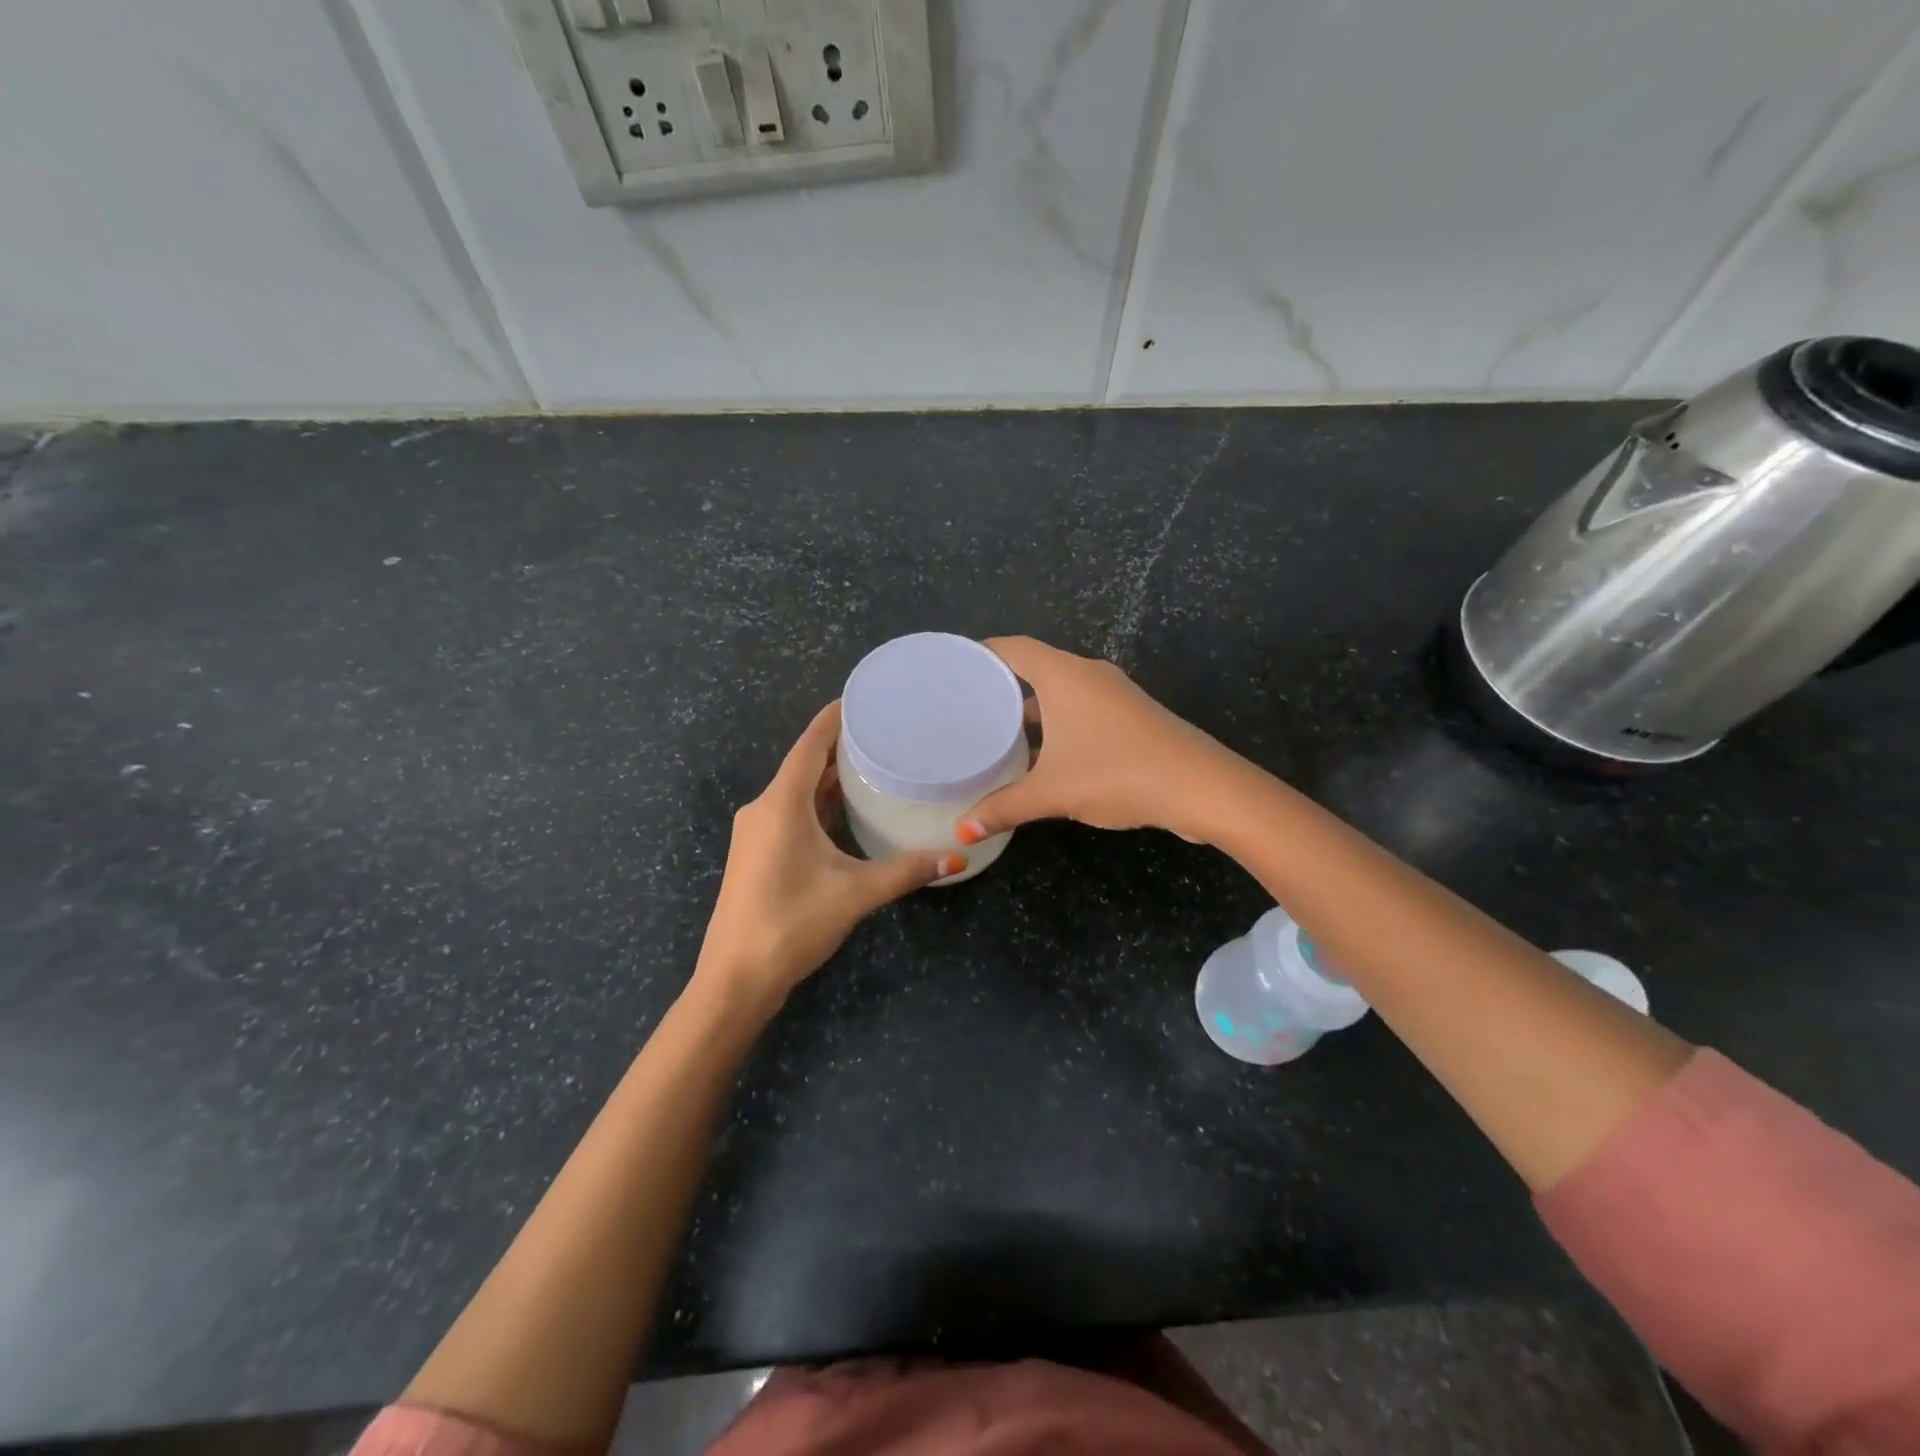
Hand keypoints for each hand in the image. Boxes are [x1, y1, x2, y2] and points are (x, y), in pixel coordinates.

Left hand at [695, 702, 961, 1009]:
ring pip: (797, 790)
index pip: (810, 744)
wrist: (735, 979)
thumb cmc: (791, 924)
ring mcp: (756, 832)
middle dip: (841, 746)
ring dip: (830, 776)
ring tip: (874, 762)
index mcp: (781, 804)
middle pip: (804, 763)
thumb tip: (957, 857)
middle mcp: (763, 808)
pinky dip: (819, 802)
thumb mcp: (855, 894)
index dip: (836, 718)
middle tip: (885, 731)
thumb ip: (906, 871)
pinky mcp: (757, 853)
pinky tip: (847, 807)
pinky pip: (792, 811)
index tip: (865, 698)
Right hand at [956, 637, 1243, 843]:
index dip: (982, 653)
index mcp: (1064, 676)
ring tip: (995, 734)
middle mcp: (1088, 675)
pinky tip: (1041, 756)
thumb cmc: (1117, 773)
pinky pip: (1081, 709)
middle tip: (966, 707)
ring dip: (1031, 711)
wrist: (1200, 786)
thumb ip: (1004, 807)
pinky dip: (1056, 725)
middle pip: (1035, 668)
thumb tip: (962, 831)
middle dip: (1002, 687)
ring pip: (1060, 693)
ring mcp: (1113, 695)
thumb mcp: (1053, 792)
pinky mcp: (1130, 716)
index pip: (1014, 648)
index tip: (953, 669)